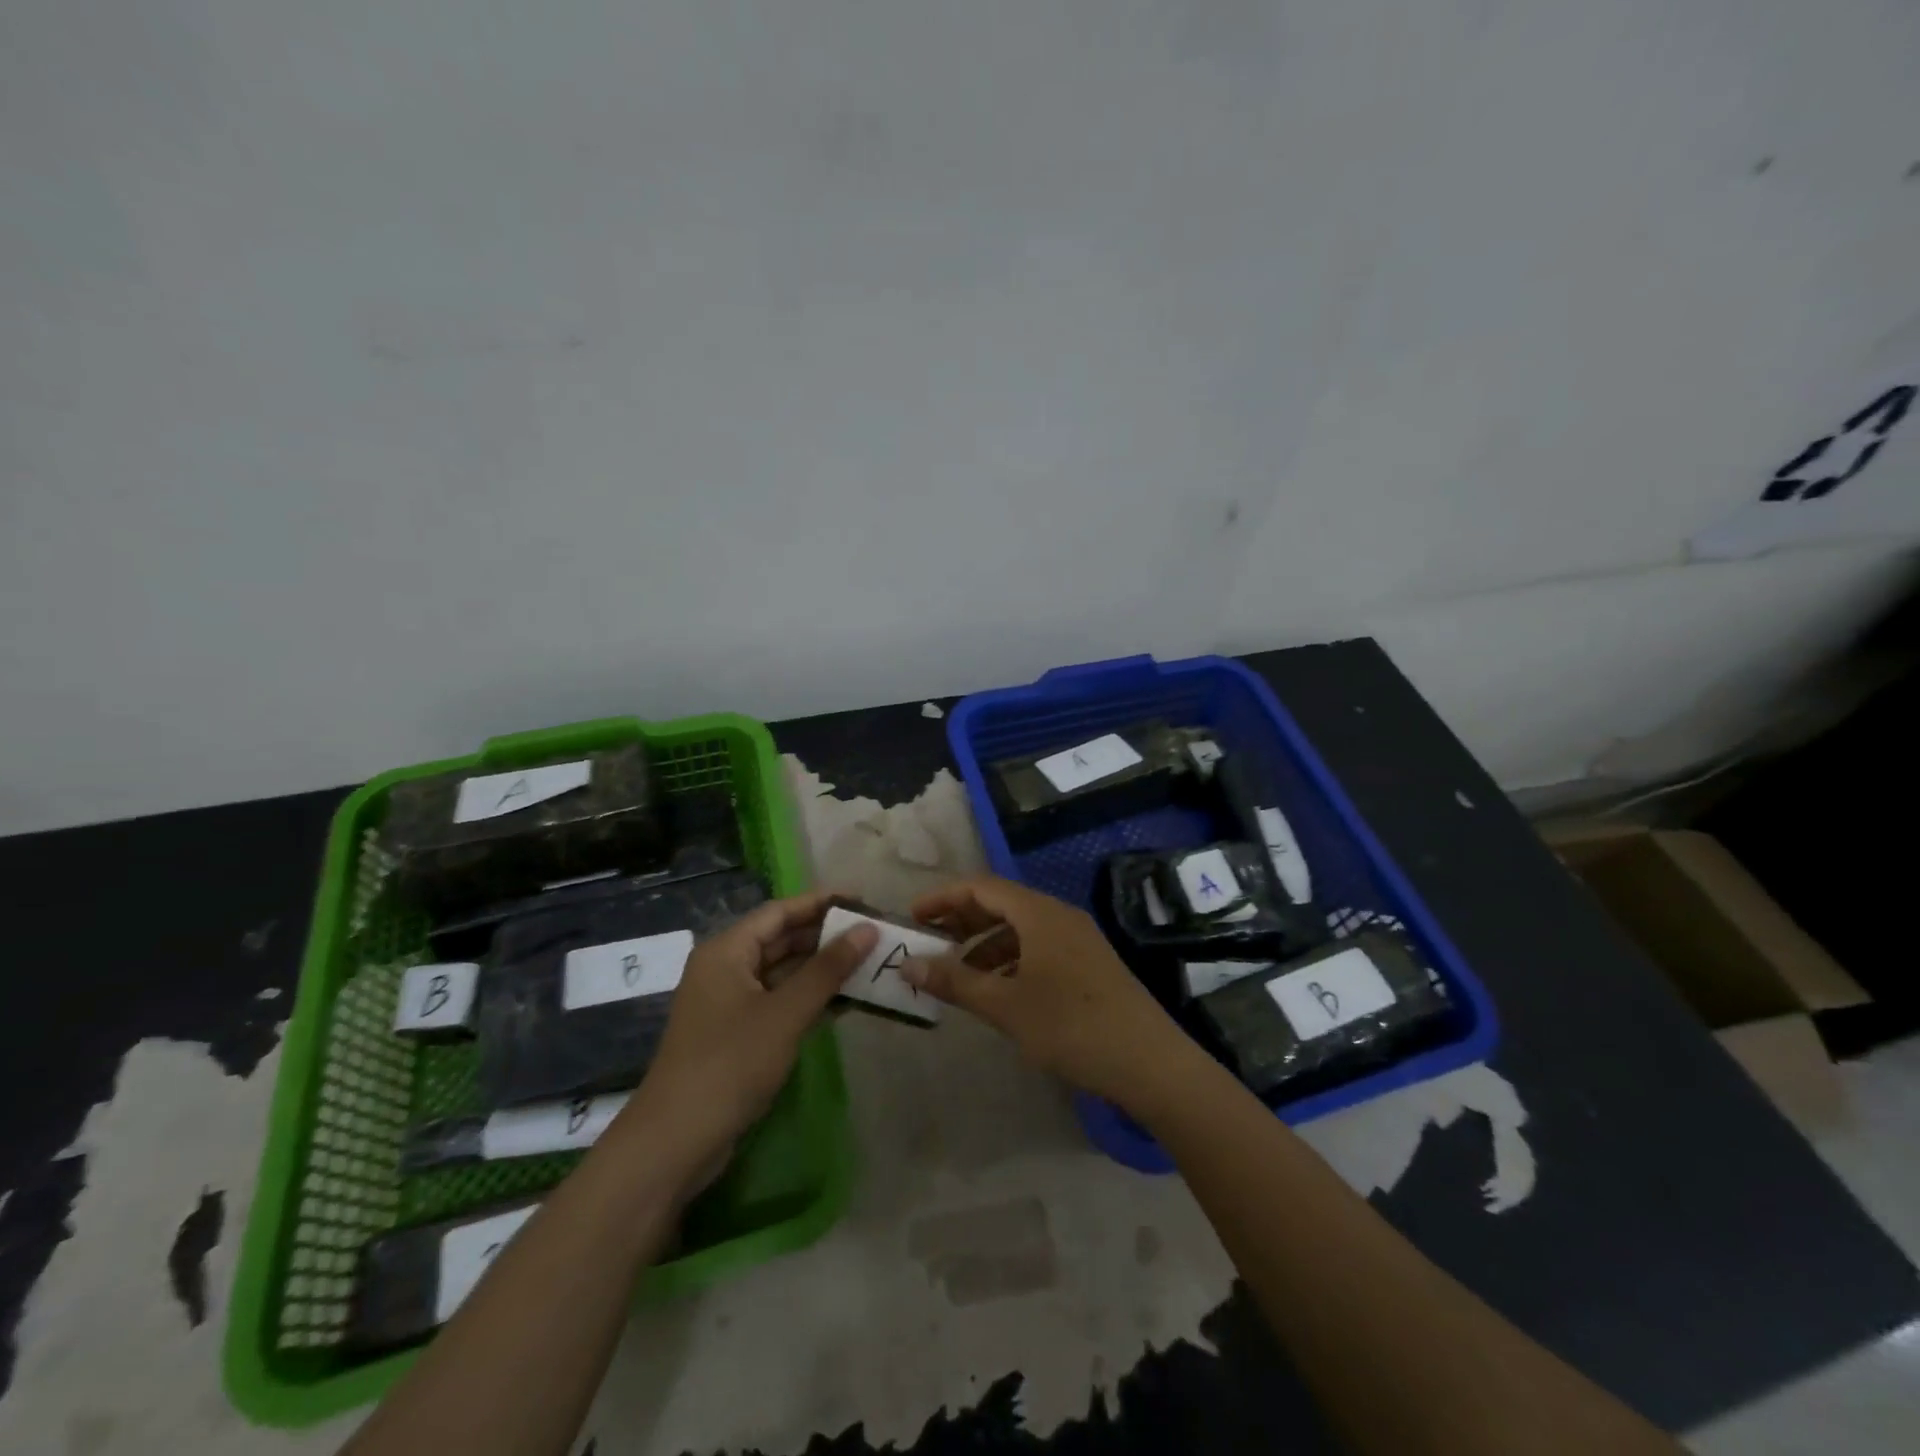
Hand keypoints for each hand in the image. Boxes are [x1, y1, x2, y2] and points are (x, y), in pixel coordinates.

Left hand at [622, 892, 875, 1188]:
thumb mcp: (785, 1013)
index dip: (821, 902)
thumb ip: (828, 969)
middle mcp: (727, 968)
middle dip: (827, 936)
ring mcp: (732, 1003)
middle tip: (874, 934)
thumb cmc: (730, 1064)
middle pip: (782, 939)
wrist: (676, 1143)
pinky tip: (848, 1001)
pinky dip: (811, 998)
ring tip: (870, 963)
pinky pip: (781, 1001)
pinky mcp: (739, 1034)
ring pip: (784, 972)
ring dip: (823, 969)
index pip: (780, 911)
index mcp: (727, 951)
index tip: (863, 900)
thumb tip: (868, 929)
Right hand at [900, 875, 1188, 1107]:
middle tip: (930, 943)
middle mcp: (1059, 916)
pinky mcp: (1089, 964)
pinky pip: (1038, 947)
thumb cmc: (1071, 1026)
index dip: (944, 898)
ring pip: (1021, 928)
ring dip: (985, 944)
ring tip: (958, 973)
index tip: (914, 916)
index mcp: (1039, 913)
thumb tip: (907, 965)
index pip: (982, 887)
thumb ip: (955, 982)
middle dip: (963, 920)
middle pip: (1002, 904)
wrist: (1149, 1063)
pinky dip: (1010, 960)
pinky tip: (998, 990)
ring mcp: (1078, 939)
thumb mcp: (1005, 1006)